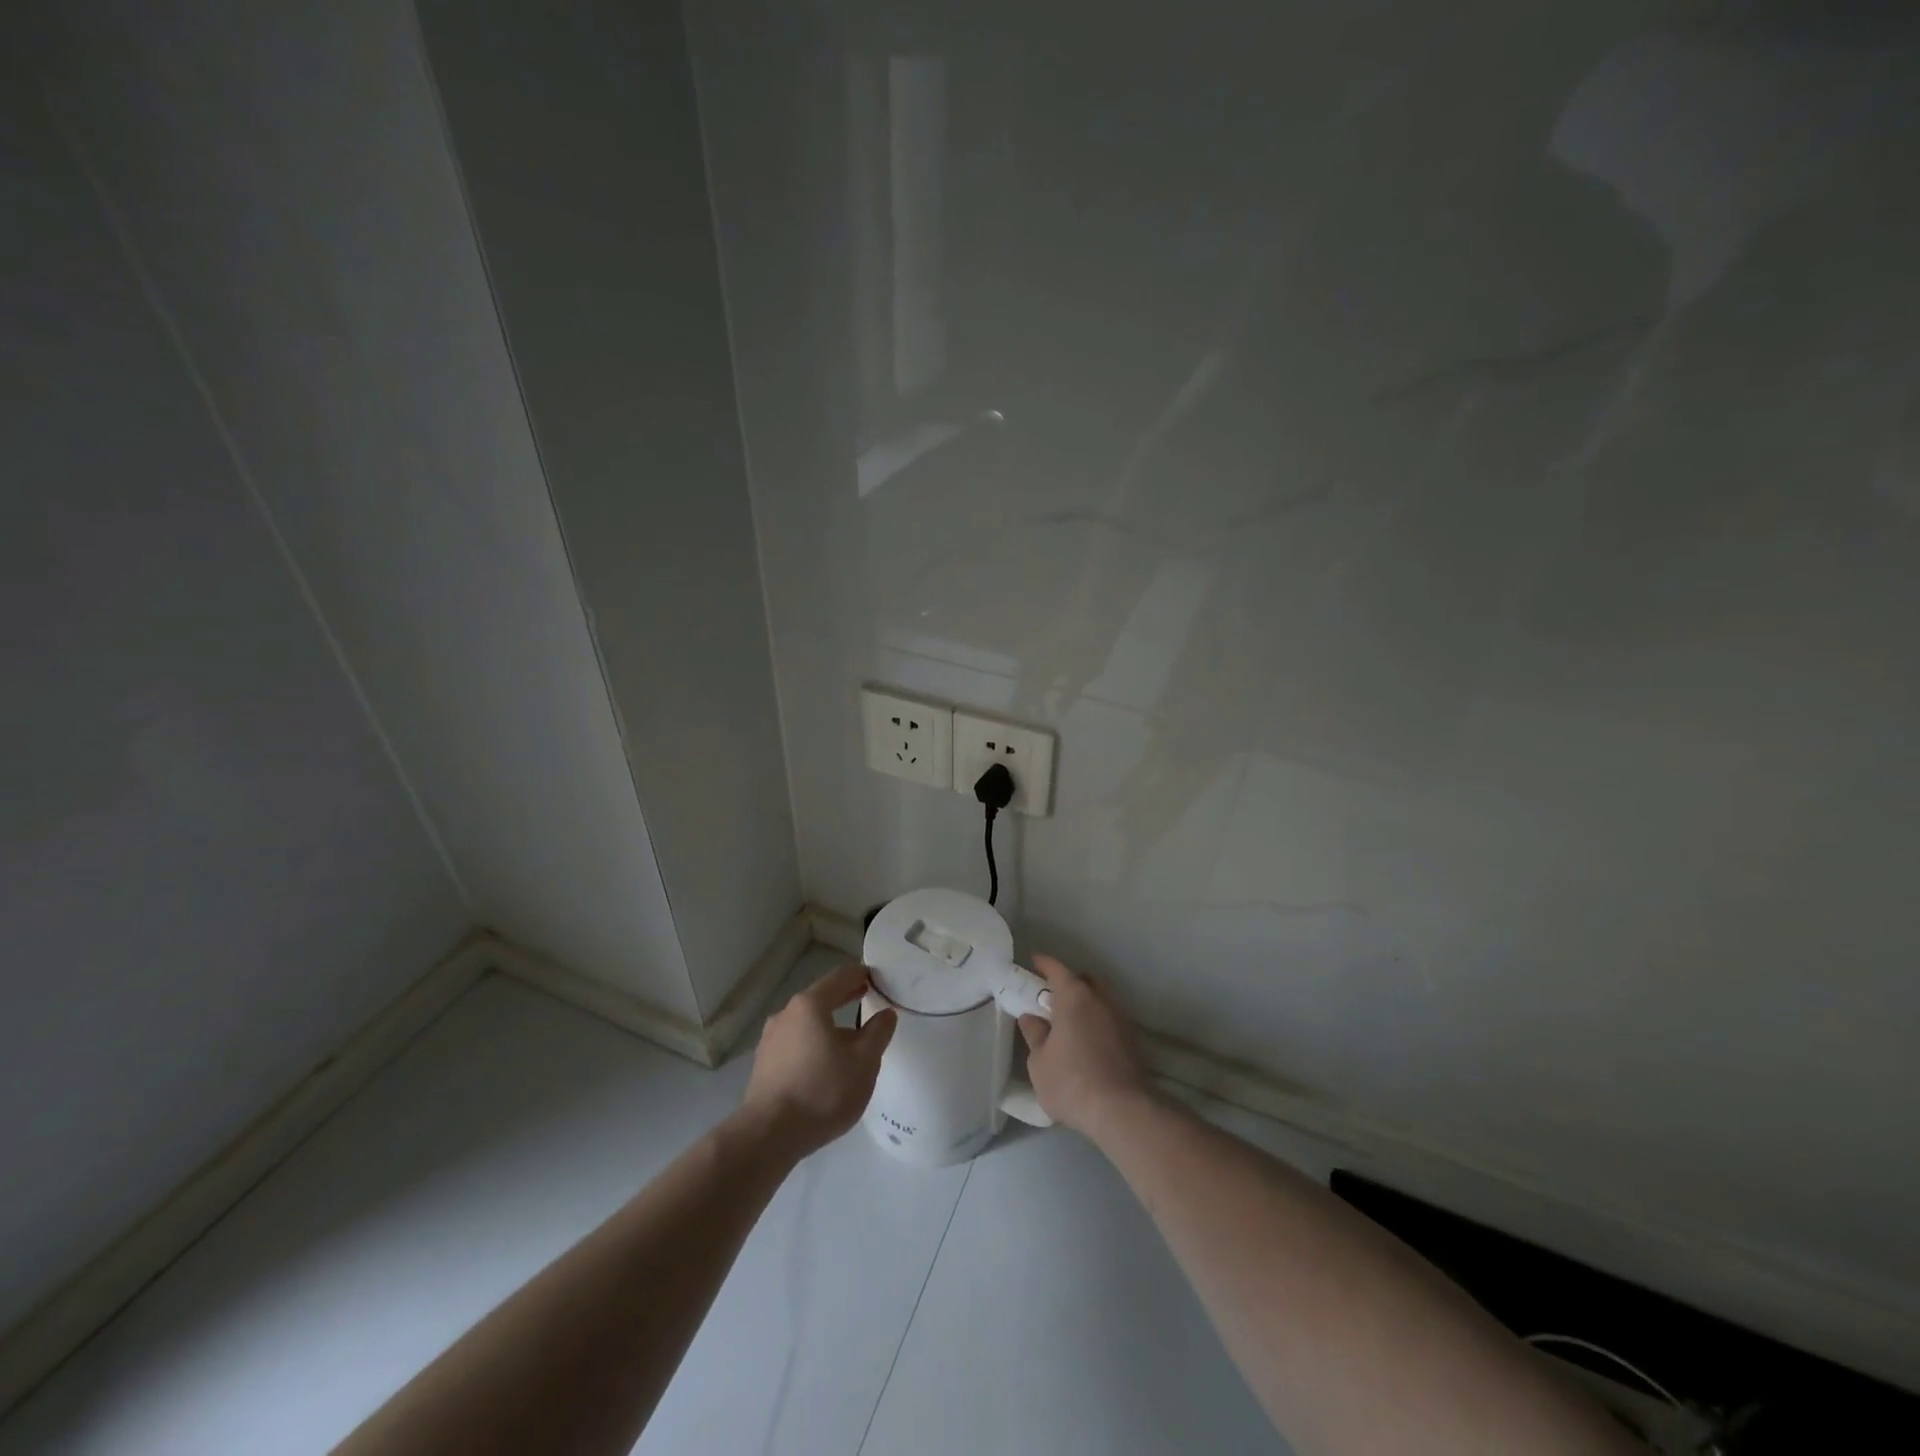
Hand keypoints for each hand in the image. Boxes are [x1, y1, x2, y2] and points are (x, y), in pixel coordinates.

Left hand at [742, 963, 896, 1156]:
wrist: (768, 1135)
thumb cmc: (822, 1091)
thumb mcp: (864, 1062)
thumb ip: (878, 1033)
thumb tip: (886, 1014)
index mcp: (810, 1005)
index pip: (840, 977)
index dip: (861, 974)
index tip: (877, 978)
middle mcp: (786, 1014)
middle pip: (821, 998)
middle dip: (845, 996)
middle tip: (866, 996)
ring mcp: (771, 1040)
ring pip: (807, 1022)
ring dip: (829, 1023)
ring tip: (850, 1038)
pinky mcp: (764, 1064)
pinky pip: (795, 1043)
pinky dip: (813, 1042)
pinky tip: (825, 1063)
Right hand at [1017, 954, 1151, 1139]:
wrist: (1122, 1111)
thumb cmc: (1071, 1082)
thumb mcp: (1039, 1062)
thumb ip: (1035, 1035)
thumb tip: (1031, 1018)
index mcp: (1074, 997)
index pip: (1057, 969)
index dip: (1043, 963)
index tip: (1033, 960)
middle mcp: (1100, 999)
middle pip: (1084, 980)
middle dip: (1068, 982)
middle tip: (1051, 997)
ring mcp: (1120, 1019)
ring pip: (1100, 999)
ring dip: (1086, 1003)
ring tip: (1070, 1021)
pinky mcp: (1132, 1040)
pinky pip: (1110, 1019)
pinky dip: (1097, 1021)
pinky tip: (1087, 1041)